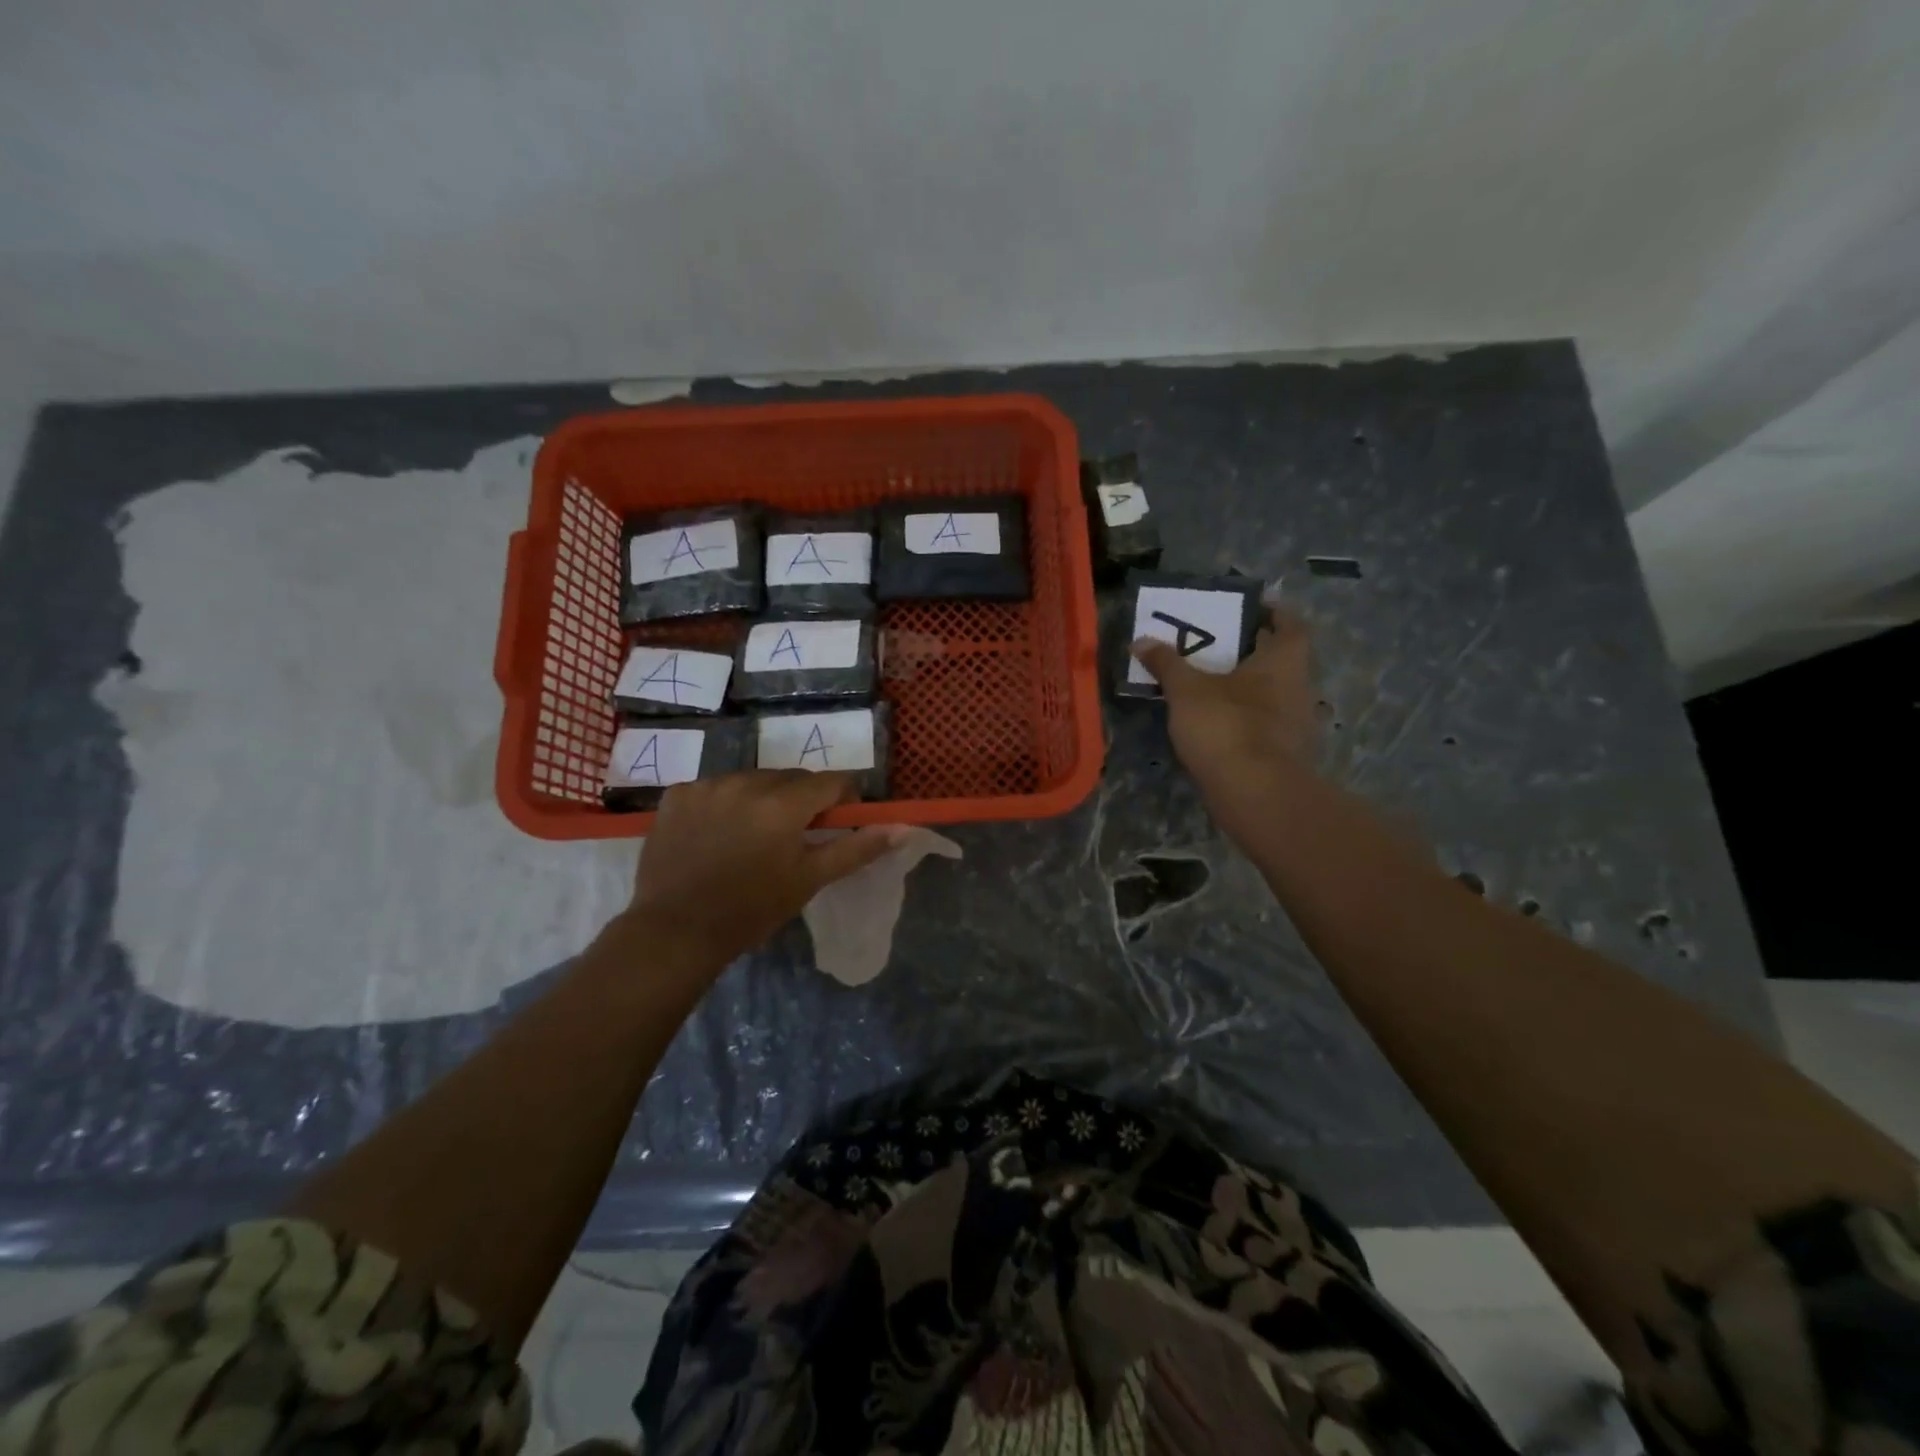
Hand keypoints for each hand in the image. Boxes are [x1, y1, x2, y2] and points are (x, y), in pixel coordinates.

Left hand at [628, 771, 906, 963]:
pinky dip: (726, 803)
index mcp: (783, 804)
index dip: (842, 799)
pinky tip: (717, 833)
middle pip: (792, 777)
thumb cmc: (752, 909)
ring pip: (754, 779)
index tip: (836, 824)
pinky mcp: (678, 794)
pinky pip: (718, 787)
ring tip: (753, 836)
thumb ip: (856, 848)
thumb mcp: (810, 880)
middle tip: (794, 837)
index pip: (832, 781)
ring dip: (764, 798)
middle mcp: (746, 782)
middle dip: (802, 800)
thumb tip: (901, 828)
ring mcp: (708, 784)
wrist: (675, 931)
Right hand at [1131, 609, 1317, 812]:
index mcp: (1284, 661)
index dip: (1273, 613)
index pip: (1290, 625)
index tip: (1251, 608)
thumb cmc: (1226, 726)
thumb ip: (1166, 663)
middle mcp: (1299, 687)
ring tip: (1210, 684)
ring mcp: (1295, 724)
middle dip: (1252, 650)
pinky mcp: (1285, 754)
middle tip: (1218, 644)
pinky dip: (1245, 717)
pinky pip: (1265, 724)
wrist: (1255, 794)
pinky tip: (1217, 723)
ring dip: (1247, 686)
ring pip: (1272, 693)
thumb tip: (1141, 640)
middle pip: (1280, 659)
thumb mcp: (1186, 690)